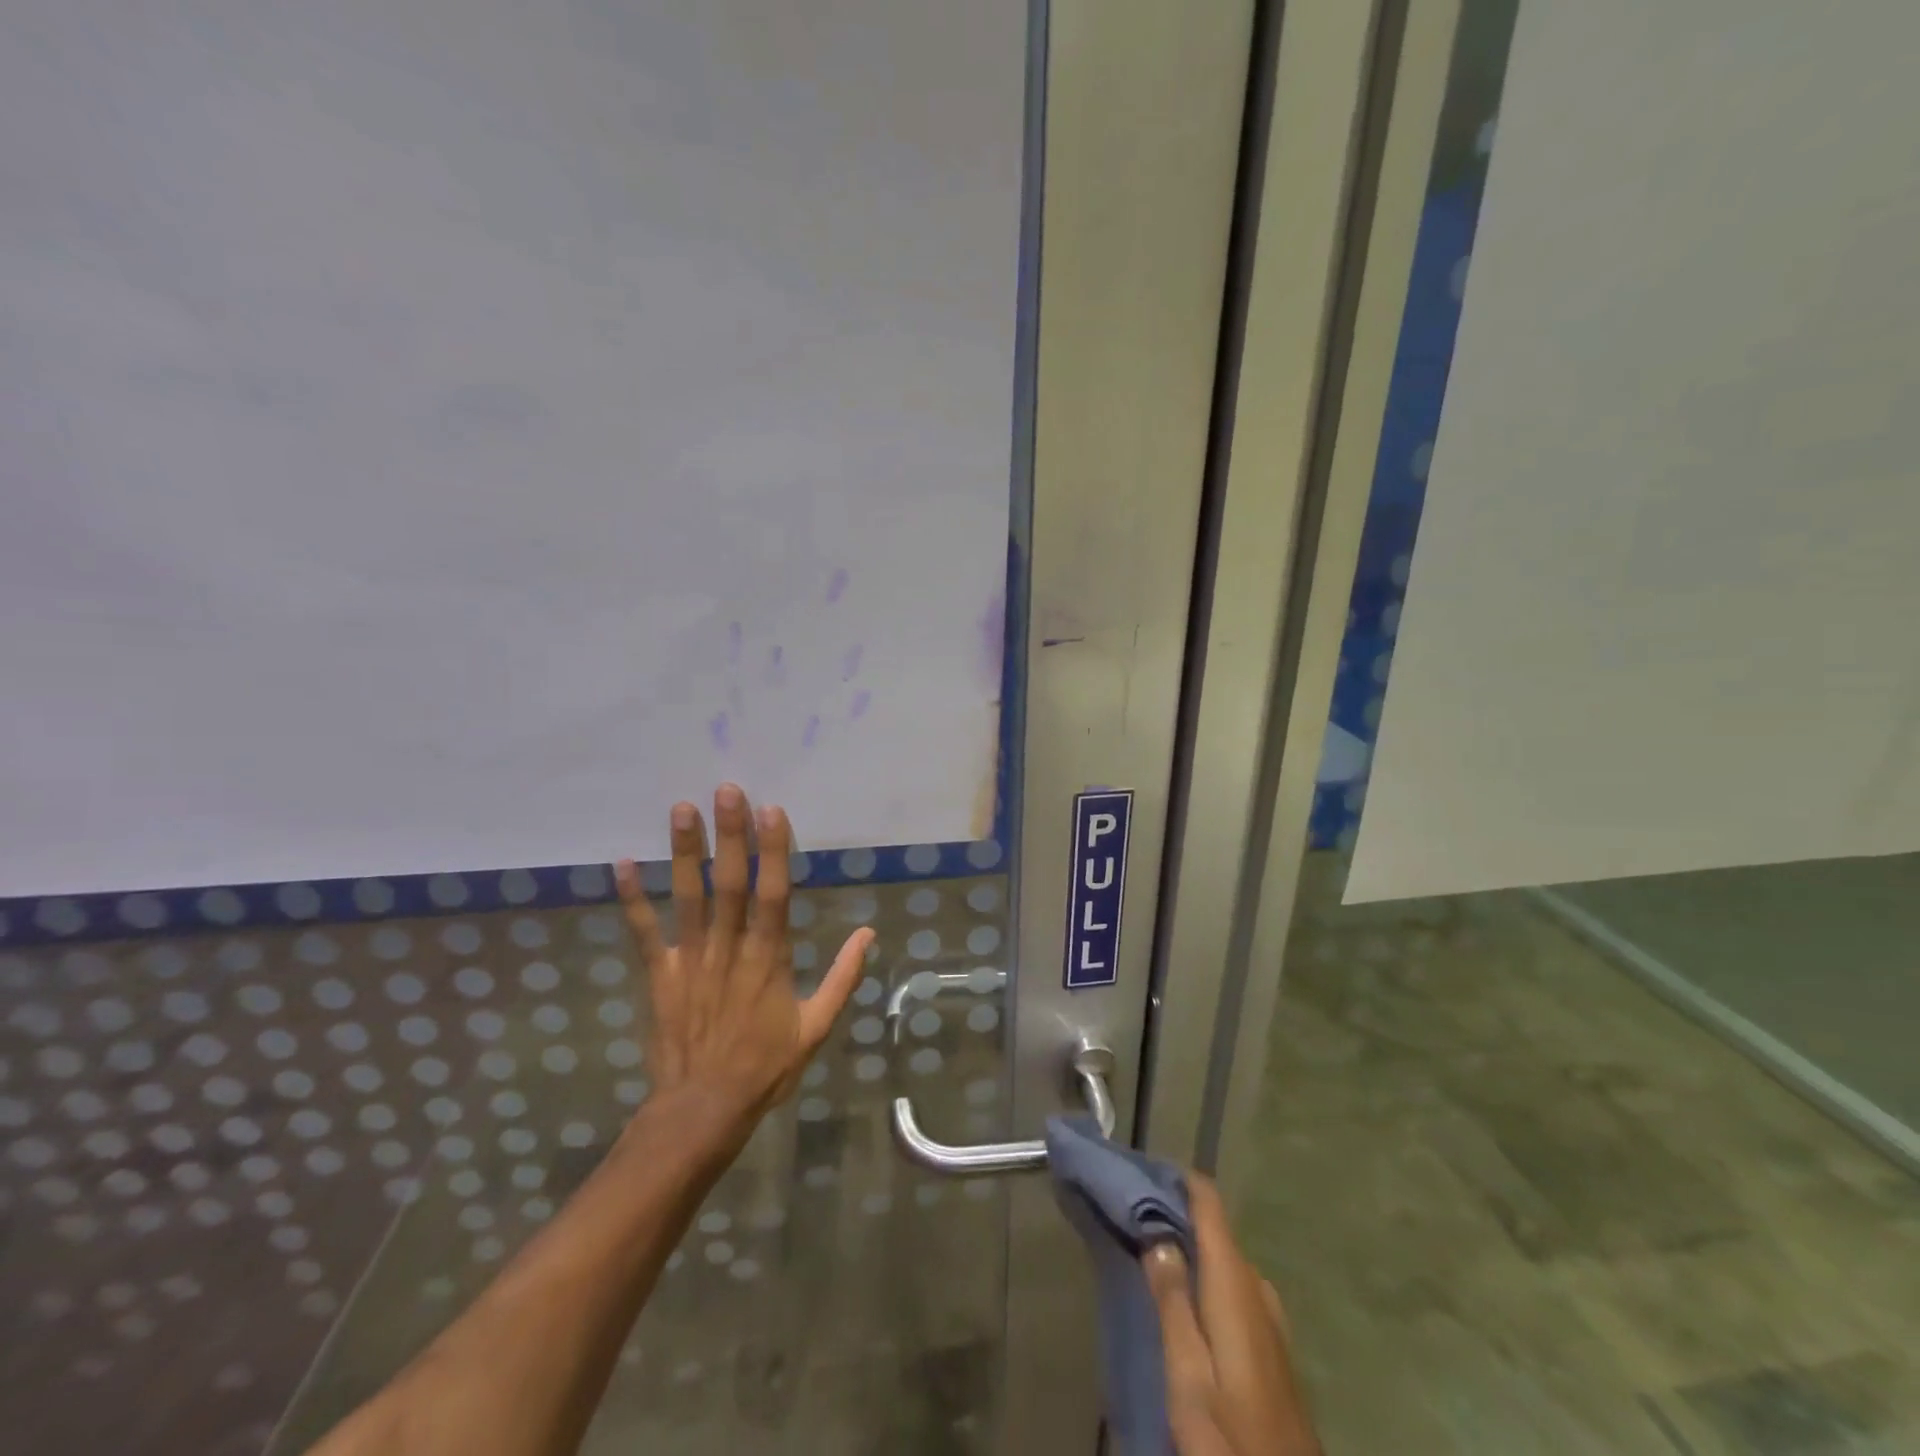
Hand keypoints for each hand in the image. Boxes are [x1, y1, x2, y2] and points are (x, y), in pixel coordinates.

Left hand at [614, 783, 873, 1129]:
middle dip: (729, 836)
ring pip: (688, 898)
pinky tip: (619, 864)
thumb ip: (843, 979)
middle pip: (730, 884)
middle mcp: (729, 950)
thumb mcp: (817, 1028)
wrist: (704, 1110)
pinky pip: (644, 934)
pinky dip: (632, 900)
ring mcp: (690, 961)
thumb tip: (868, 935)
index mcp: (769, 960)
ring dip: (684, 853)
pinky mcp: (660, 976)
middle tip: (726, 791)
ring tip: (681, 809)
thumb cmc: (766, 1067)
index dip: (773, 851)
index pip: (773, 895)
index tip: (771, 810)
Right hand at [1144, 1174, 1320, 1455]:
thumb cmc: (1231, 1437)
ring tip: (1148, 1247)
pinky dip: (1205, 1273)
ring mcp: (1270, 1317)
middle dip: (1175, 1213)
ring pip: (1223, 1259)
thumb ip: (1171, 1302)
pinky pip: (1233, 1285)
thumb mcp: (1188, 1376)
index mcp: (1235, 1284)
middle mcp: (1257, 1287)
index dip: (1178, 1179)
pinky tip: (1184, 1293)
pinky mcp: (1271, 1345)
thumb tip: (1156, 1234)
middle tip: (1130, 1212)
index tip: (1141, 1171)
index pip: (1209, 1203)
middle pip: (1215, 1229)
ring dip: (1189, 1246)